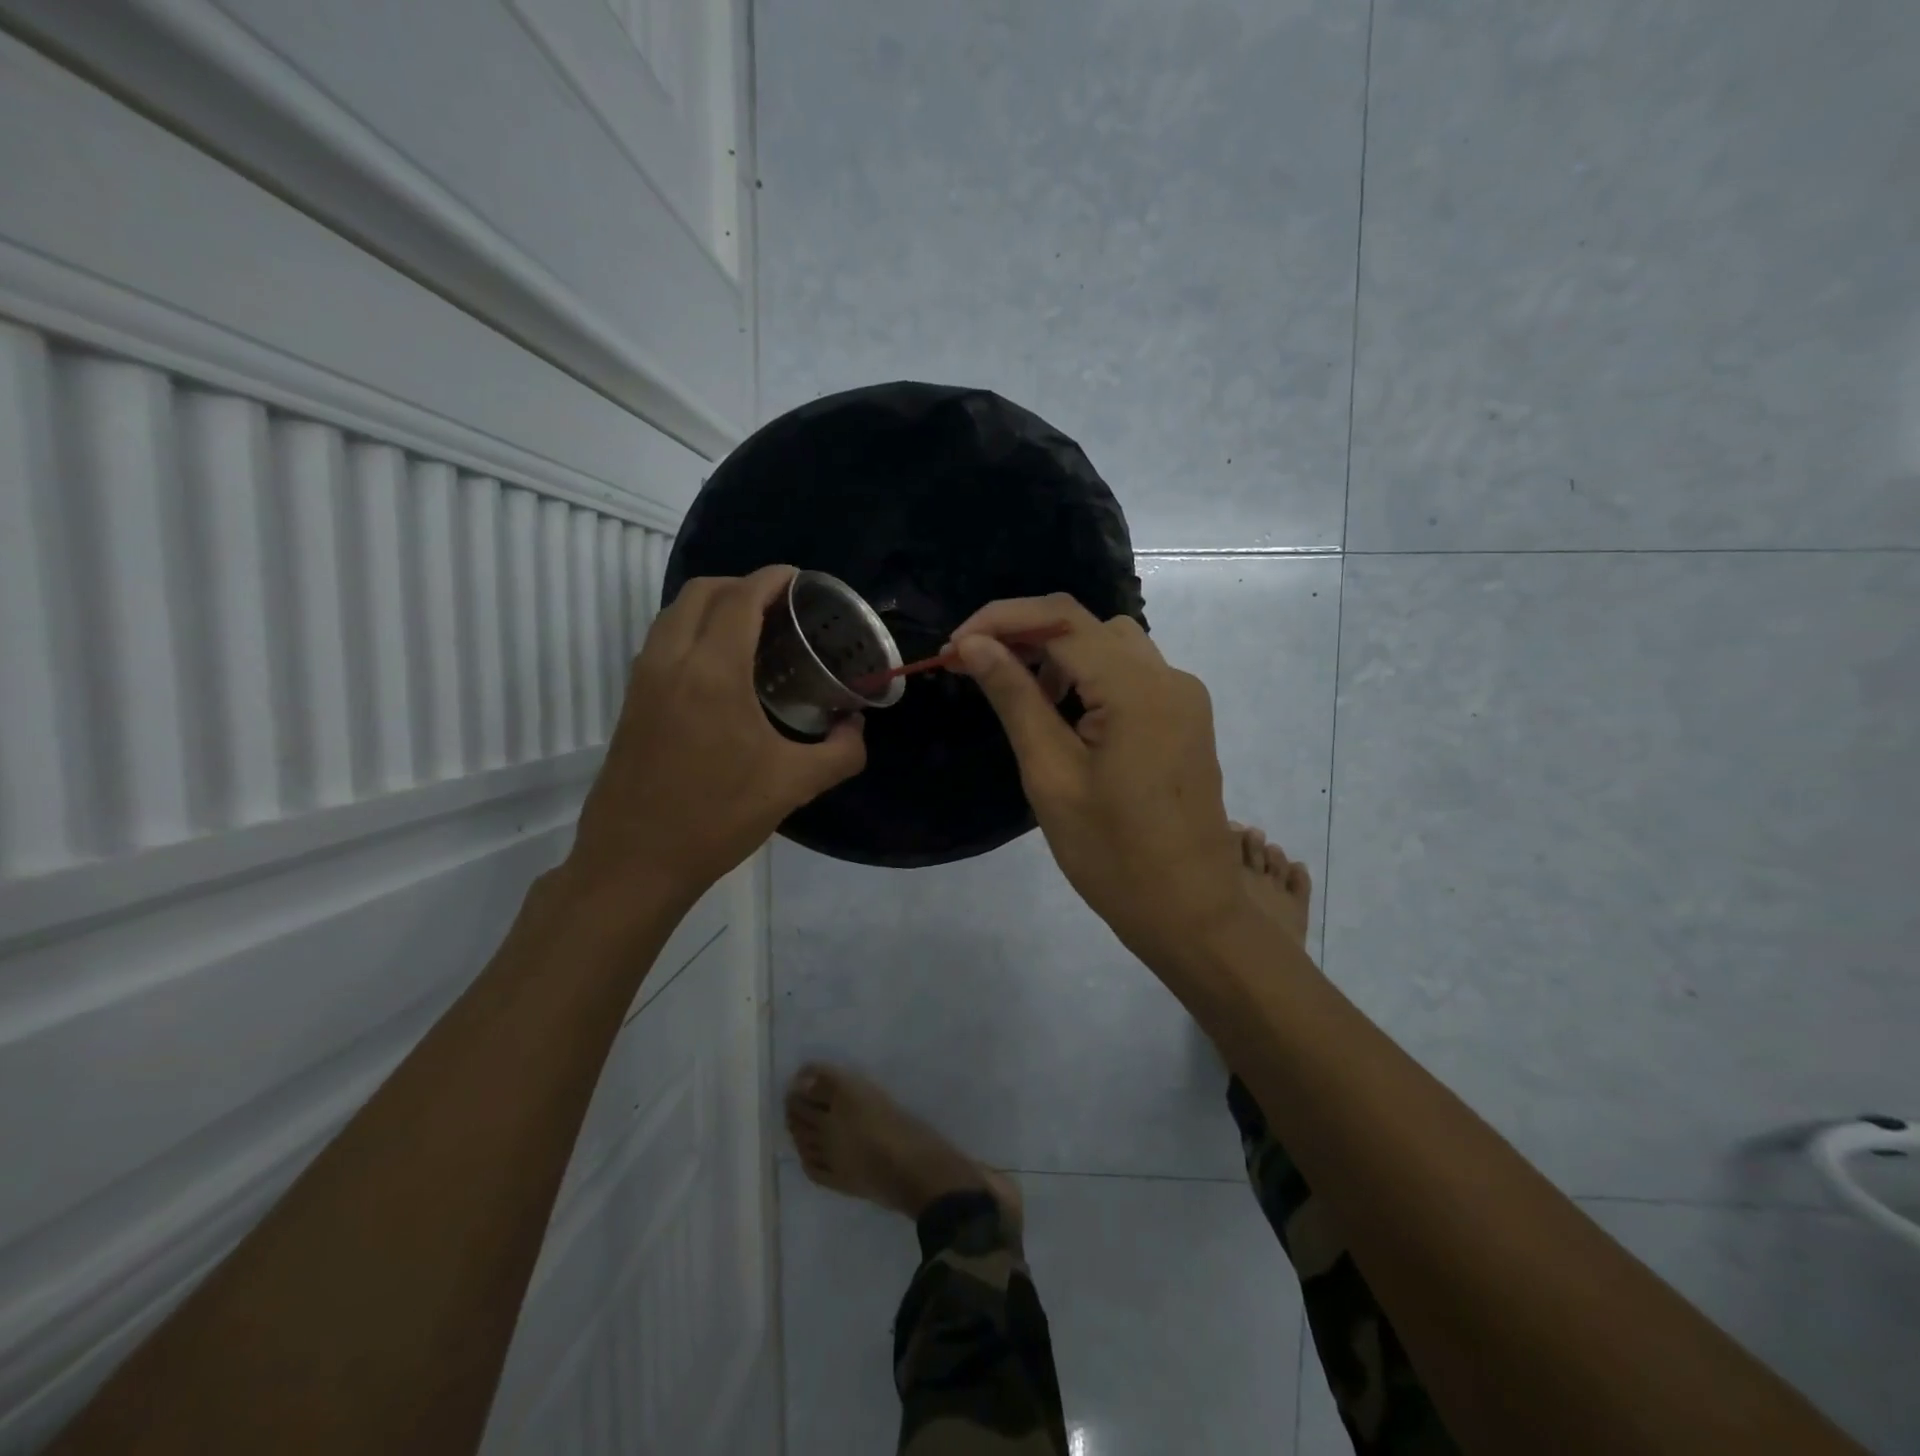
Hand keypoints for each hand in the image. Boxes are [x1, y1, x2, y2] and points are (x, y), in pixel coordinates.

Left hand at [563, 566, 865, 912]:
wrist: (635, 861)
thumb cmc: (717, 818)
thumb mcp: (794, 785)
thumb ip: (841, 752)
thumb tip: (857, 728)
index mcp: (713, 672)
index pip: (741, 598)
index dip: (772, 579)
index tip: (800, 580)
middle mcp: (672, 661)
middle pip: (702, 591)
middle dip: (742, 584)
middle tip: (781, 605)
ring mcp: (644, 679)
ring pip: (675, 613)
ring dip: (713, 604)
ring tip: (754, 629)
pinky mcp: (632, 700)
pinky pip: (663, 640)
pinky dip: (692, 629)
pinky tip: (722, 666)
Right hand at [949, 595, 1245, 974]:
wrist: (1189, 911)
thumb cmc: (1112, 854)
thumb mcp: (1050, 774)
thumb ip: (1014, 698)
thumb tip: (974, 644)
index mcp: (1136, 688)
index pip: (1060, 619)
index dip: (1000, 620)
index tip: (953, 649)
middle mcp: (1168, 677)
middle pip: (1086, 624)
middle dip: (1024, 634)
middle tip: (974, 668)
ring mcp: (1183, 697)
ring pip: (1110, 644)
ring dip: (1058, 653)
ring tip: (1018, 692)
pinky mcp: (1185, 718)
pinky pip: (1131, 673)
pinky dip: (1090, 675)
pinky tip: (1064, 713)